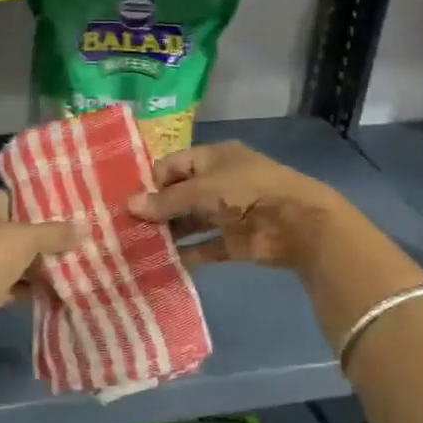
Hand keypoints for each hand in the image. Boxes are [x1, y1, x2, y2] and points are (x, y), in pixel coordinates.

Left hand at [0, 190, 77, 348]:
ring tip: (77, 266)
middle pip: (18, 231)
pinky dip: (31, 290)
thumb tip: (85, 229)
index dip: (41, 203)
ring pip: (17, 260)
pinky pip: (13, 286)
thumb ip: (55, 233)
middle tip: (80, 240)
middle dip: (46, 238)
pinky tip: (59, 293)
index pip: (16, 197)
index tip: (70, 210)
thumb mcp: (26, 238)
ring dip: (40, 267)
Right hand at [129, 141, 346, 272]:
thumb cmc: (246, 191)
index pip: (173, 165)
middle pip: (180, 195)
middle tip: (124, 228)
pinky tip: (163, 263)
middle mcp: (219, 182)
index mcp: (213, 158)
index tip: (125, 201)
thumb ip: (166, 201)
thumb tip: (129, 205)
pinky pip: (206, 247)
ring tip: (137, 247)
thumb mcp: (202, 190)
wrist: (298, 223)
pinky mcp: (235, 241)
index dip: (150, 181)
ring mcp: (228, 213)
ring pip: (191, 222)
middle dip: (156, 210)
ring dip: (169, 233)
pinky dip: (188, 255)